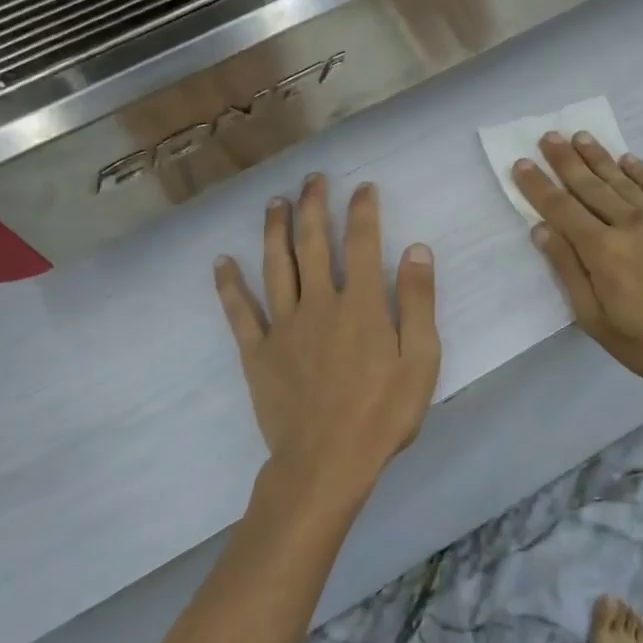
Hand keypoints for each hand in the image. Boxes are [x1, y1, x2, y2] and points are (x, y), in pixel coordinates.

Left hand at [215, 175, 440, 523]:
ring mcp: (283, 326)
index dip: (362, 211)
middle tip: (313, 179)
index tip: (363, 188)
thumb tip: (416, 249)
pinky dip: (229, 285)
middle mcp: (318, 303)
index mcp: (361, 304)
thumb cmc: (382, 414)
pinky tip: (221, 262)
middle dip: (314, 206)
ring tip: (275, 202)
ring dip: (274, 230)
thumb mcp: (421, 361)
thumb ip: (418, 302)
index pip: (361, 244)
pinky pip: (239, 312)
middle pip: (312, 243)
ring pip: (275, 266)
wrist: (326, 463)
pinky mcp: (257, 352)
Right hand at [514, 134, 642, 405]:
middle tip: (547, 136)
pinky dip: (639, 170)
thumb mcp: (597, 320)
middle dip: (565, 160)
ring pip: (621, 180)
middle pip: (589, 186)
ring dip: (598, 157)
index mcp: (603, 251)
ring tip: (579, 136)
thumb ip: (569, 272)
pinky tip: (627, 158)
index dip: (538, 186)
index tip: (520, 163)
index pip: (561, 209)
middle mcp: (629, 225)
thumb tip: (542, 230)